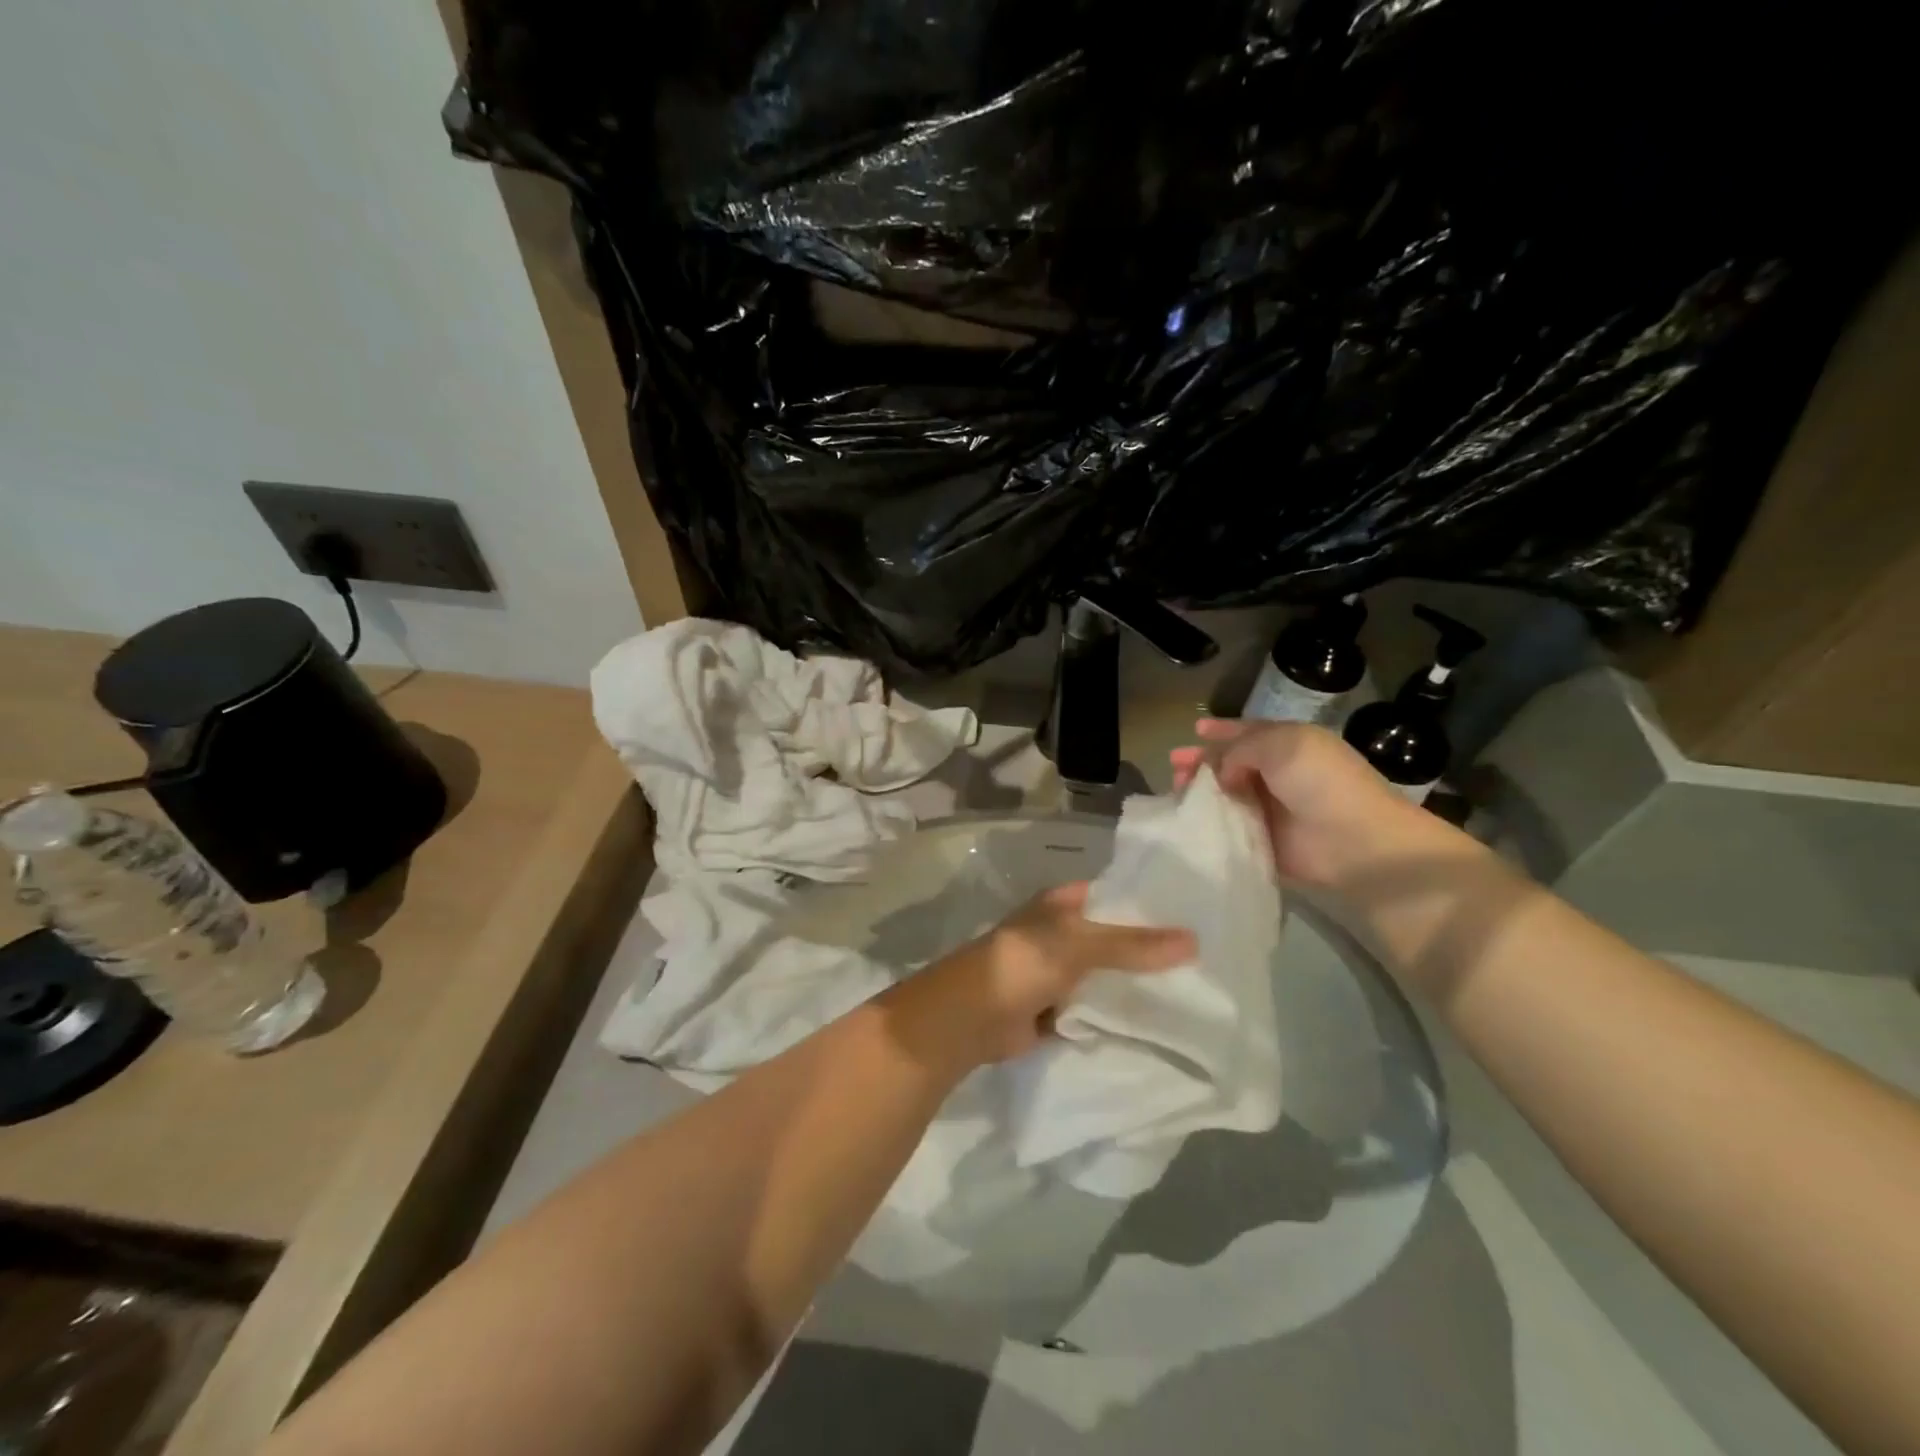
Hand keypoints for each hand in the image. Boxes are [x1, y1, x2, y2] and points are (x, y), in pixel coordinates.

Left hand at [885, 883, 1195, 1070]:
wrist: (970, 1018)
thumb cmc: (1021, 964)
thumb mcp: (1078, 945)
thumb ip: (1132, 944)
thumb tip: (1194, 940)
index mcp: (1062, 905)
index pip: (1115, 896)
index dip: (1150, 903)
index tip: (1197, 913)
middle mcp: (1061, 934)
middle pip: (1114, 939)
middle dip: (1150, 949)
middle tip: (1207, 958)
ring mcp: (1058, 974)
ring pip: (1107, 976)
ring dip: (1136, 985)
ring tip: (1195, 990)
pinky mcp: (1056, 1010)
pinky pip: (1095, 1008)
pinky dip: (1117, 1014)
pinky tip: (1159, 1021)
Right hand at [1170, 718, 1426, 888]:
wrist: (1354, 840)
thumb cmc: (1319, 781)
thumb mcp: (1280, 744)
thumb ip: (1240, 749)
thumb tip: (1222, 772)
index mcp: (1288, 745)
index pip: (1248, 733)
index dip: (1222, 730)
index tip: (1196, 730)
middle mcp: (1278, 775)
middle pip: (1231, 764)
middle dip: (1202, 762)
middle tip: (1174, 764)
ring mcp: (1271, 810)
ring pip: (1226, 796)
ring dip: (1201, 792)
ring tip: (1175, 790)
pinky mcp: (1264, 842)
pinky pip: (1229, 829)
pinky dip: (1209, 823)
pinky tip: (1186, 820)